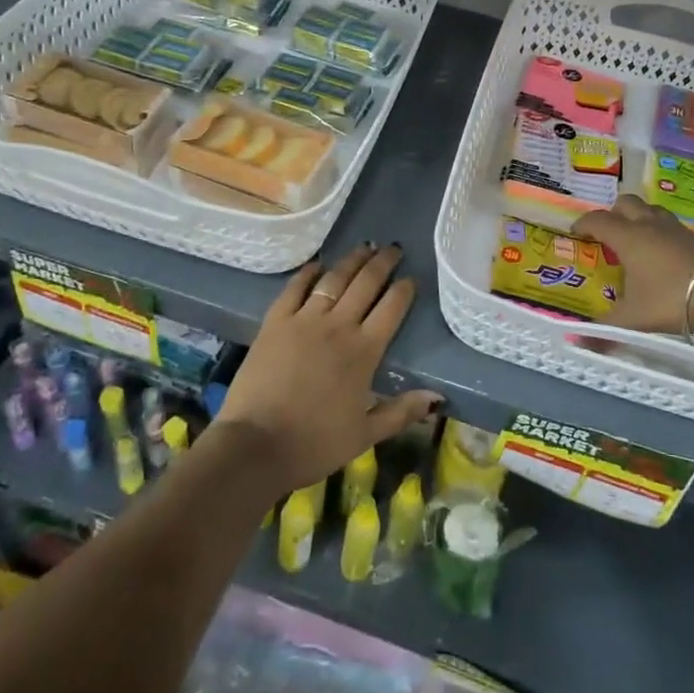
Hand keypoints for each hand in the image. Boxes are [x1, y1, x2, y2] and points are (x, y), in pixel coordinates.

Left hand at [214, 242, 439, 493]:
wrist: (256, 445)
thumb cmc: (314, 443)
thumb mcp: (365, 435)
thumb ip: (401, 412)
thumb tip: (437, 396)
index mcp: (364, 352)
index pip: (392, 309)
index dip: (404, 290)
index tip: (411, 278)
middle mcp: (338, 327)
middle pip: (366, 284)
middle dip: (382, 263)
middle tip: (393, 248)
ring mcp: (304, 320)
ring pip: (334, 279)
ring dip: (352, 261)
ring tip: (364, 247)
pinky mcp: (275, 322)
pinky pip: (295, 288)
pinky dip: (308, 273)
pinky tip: (317, 264)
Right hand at [575, 195, 693, 334]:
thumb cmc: (673, 298)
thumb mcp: (635, 319)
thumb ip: (606, 329)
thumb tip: (576, 342)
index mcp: (628, 237)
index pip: (599, 220)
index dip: (583, 223)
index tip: (575, 231)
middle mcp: (650, 226)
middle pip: (627, 203)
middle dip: (613, 213)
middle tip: (607, 232)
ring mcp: (677, 230)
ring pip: (652, 211)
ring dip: (640, 219)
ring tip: (636, 241)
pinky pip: (672, 227)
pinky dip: (661, 234)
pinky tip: (664, 257)